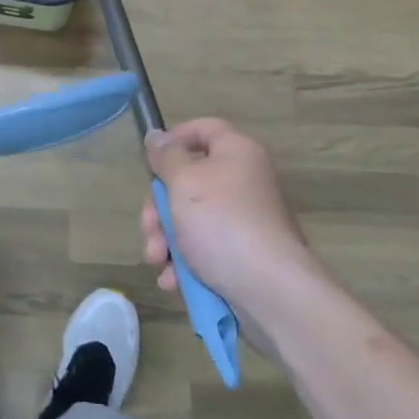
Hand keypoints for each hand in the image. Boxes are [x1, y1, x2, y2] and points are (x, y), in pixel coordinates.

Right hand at [139, 118, 318, 317]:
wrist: (269, 290)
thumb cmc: (222, 222)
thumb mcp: (184, 181)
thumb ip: (166, 157)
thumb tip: (157, 136)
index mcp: (236, 153)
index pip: (204, 129)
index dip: (175, 139)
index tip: (150, 162)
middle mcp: (244, 181)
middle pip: (190, 180)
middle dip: (159, 207)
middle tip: (149, 227)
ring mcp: (245, 221)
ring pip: (192, 219)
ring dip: (166, 239)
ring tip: (157, 260)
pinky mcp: (243, 256)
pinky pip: (205, 250)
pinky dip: (185, 263)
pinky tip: (173, 280)